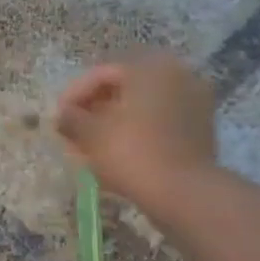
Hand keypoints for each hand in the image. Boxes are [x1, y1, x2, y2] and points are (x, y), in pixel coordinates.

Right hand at [55, 55, 219, 209]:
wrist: (184, 193)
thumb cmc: (132, 152)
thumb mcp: (91, 134)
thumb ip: (71, 119)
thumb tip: (62, 116)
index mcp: (150, 67)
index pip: (102, 74)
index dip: (74, 96)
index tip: (58, 119)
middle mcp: (177, 75)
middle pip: (124, 89)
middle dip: (95, 110)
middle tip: (73, 133)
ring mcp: (194, 101)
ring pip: (142, 108)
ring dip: (115, 123)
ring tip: (91, 147)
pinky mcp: (201, 129)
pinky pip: (160, 123)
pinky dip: (137, 133)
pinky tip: (117, 153)